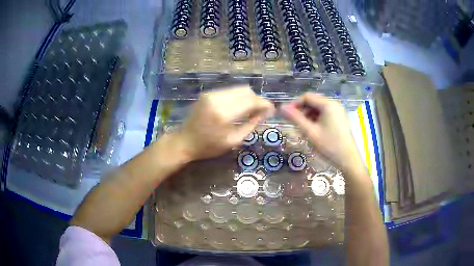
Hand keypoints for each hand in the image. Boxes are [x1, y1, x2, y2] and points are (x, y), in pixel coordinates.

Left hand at [176, 86, 274, 160]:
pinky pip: (229, 91)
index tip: (272, 109)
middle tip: (262, 111)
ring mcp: (210, 94)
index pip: (250, 101)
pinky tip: (238, 107)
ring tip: (251, 110)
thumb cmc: (209, 147)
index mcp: (224, 114)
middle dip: (257, 99)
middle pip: (245, 91)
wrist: (185, 141)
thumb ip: (251, 125)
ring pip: (238, 89)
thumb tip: (265, 113)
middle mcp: (217, 99)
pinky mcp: (207, 93)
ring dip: (247, 98)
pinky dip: (237, 97)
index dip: (264, 104)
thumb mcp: (233, 140)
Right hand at [280, 93, 363, 172]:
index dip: (295, 104)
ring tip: (303, 128)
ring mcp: (338, 111)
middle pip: (313, 101)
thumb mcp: (310, 132)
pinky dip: (317, 118)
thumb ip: (295, 118)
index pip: (307, 97)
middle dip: (302, 110)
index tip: (287, 115)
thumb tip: (281, 108)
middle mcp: (334, 104)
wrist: (348, 159)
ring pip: (319, 107)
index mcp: (328, 104)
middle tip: (294, 122)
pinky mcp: (340, 118)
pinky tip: (313, 129)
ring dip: (309, 114)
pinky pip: (325, 113)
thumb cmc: (329, 146)